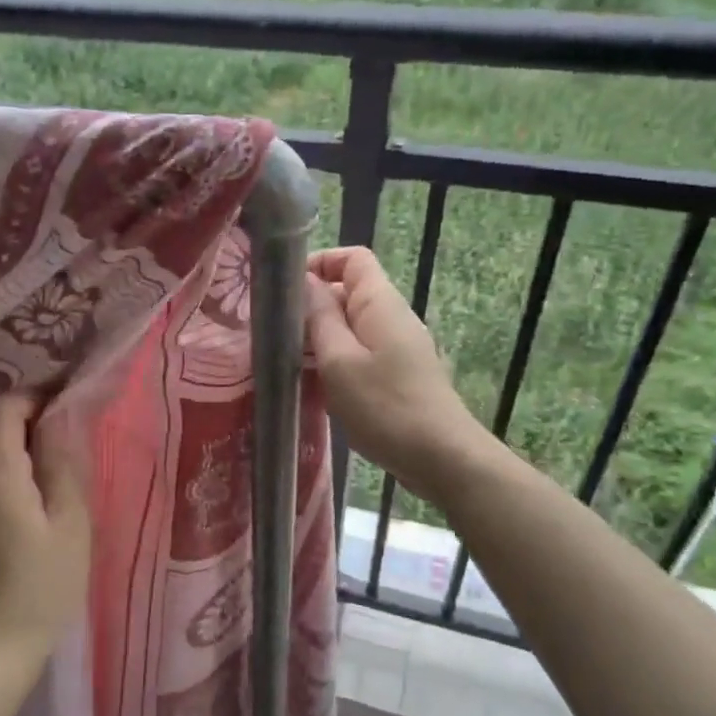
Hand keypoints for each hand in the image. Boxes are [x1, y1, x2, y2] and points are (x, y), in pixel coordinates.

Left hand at [0, 393, 90, 654]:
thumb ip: (63, 462)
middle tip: (63, 431)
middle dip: (24, 416)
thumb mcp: (70, 522)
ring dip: (9, 441)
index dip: (35, 395)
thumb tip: (59, 417)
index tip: (66, 400)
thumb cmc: (44, 585)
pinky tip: (20, 493)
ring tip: (45, 462)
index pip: (5, 407)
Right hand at [306, 247, 488, 502]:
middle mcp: (391, 317)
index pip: (352, 258)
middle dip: (311, 306)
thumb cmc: (384, 407)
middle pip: (348, 292)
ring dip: (320, 339)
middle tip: (274, 333)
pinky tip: (316, 388)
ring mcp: (397, 347)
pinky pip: (360, 354)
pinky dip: (335, 362)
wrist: (441, 457)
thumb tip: (305, 281)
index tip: (285, 289)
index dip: (319, 262)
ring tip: (287, 362)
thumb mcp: (339, 360)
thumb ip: (319, 317)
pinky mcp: (397, 375)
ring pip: (351, 327)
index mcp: (379, 303)